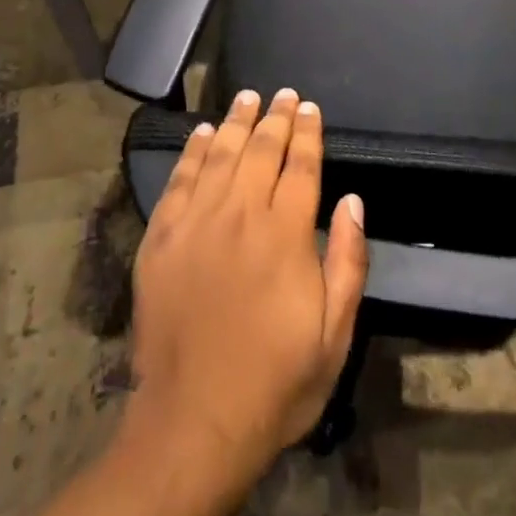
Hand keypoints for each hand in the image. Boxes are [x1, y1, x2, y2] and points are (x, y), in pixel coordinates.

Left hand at [126, 88, 367, 500]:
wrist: (193, 421)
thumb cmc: (274, 383)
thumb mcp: (334, 337)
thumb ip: (348, 262)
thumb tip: (354, 201)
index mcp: (285, 234)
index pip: (301, 166)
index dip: (307, 133)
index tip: (310, 108)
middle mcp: (241, 214)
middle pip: (261, 149)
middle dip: (276, 117)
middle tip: (284, 94)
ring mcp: (196, 222)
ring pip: (219, 154)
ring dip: (236, 121)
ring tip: (247, 97)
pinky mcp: (161, 237)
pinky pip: (180, 179)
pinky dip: (193, 151)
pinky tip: (201, 133)